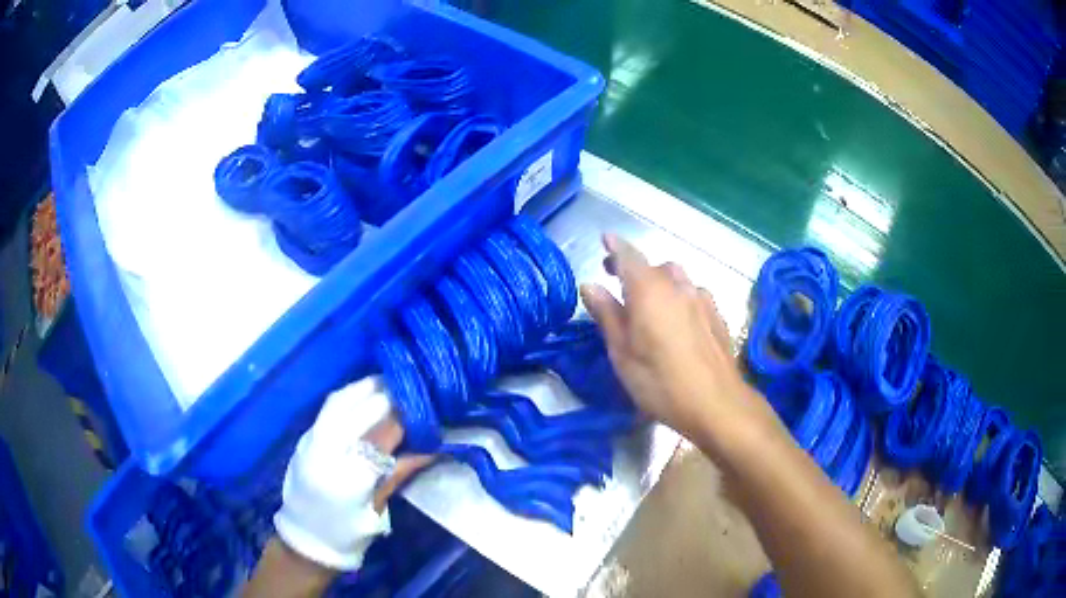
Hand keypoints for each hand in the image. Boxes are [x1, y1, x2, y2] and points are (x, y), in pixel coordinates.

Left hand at [273, 376, 433, 571]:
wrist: (305, 539)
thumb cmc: (348, 532)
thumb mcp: (377, 510)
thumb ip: (399, 473)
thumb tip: (432, 448)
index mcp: (348, 479)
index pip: (381, 437)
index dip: (404, 421)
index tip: (424, 412)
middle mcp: (326, 454)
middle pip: (358, 411)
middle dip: (386, 398)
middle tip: (411, 392)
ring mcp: (310, 442)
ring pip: (339, 402)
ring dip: (365, 389)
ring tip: (388, 385)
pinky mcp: (303, 438)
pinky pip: (329, 408)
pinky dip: (350, 396)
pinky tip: (365, 395)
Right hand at [579, 234, 758, 442]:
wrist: (717, 403)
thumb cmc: (660, 382)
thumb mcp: (622, 353)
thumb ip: (607, 315)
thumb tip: (590, 285)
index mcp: (649, 290)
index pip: (629, 256)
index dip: (615, 246)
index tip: (605, 239)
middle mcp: (677, 286)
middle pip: (654, 266)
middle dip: (634, 267)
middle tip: (617, 281)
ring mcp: (702, 299)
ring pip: (677, 277)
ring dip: (660, 281)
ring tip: (649, 301)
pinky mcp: (717, 315)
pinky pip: (694, 293)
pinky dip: (680, 295)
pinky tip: (678, 317)